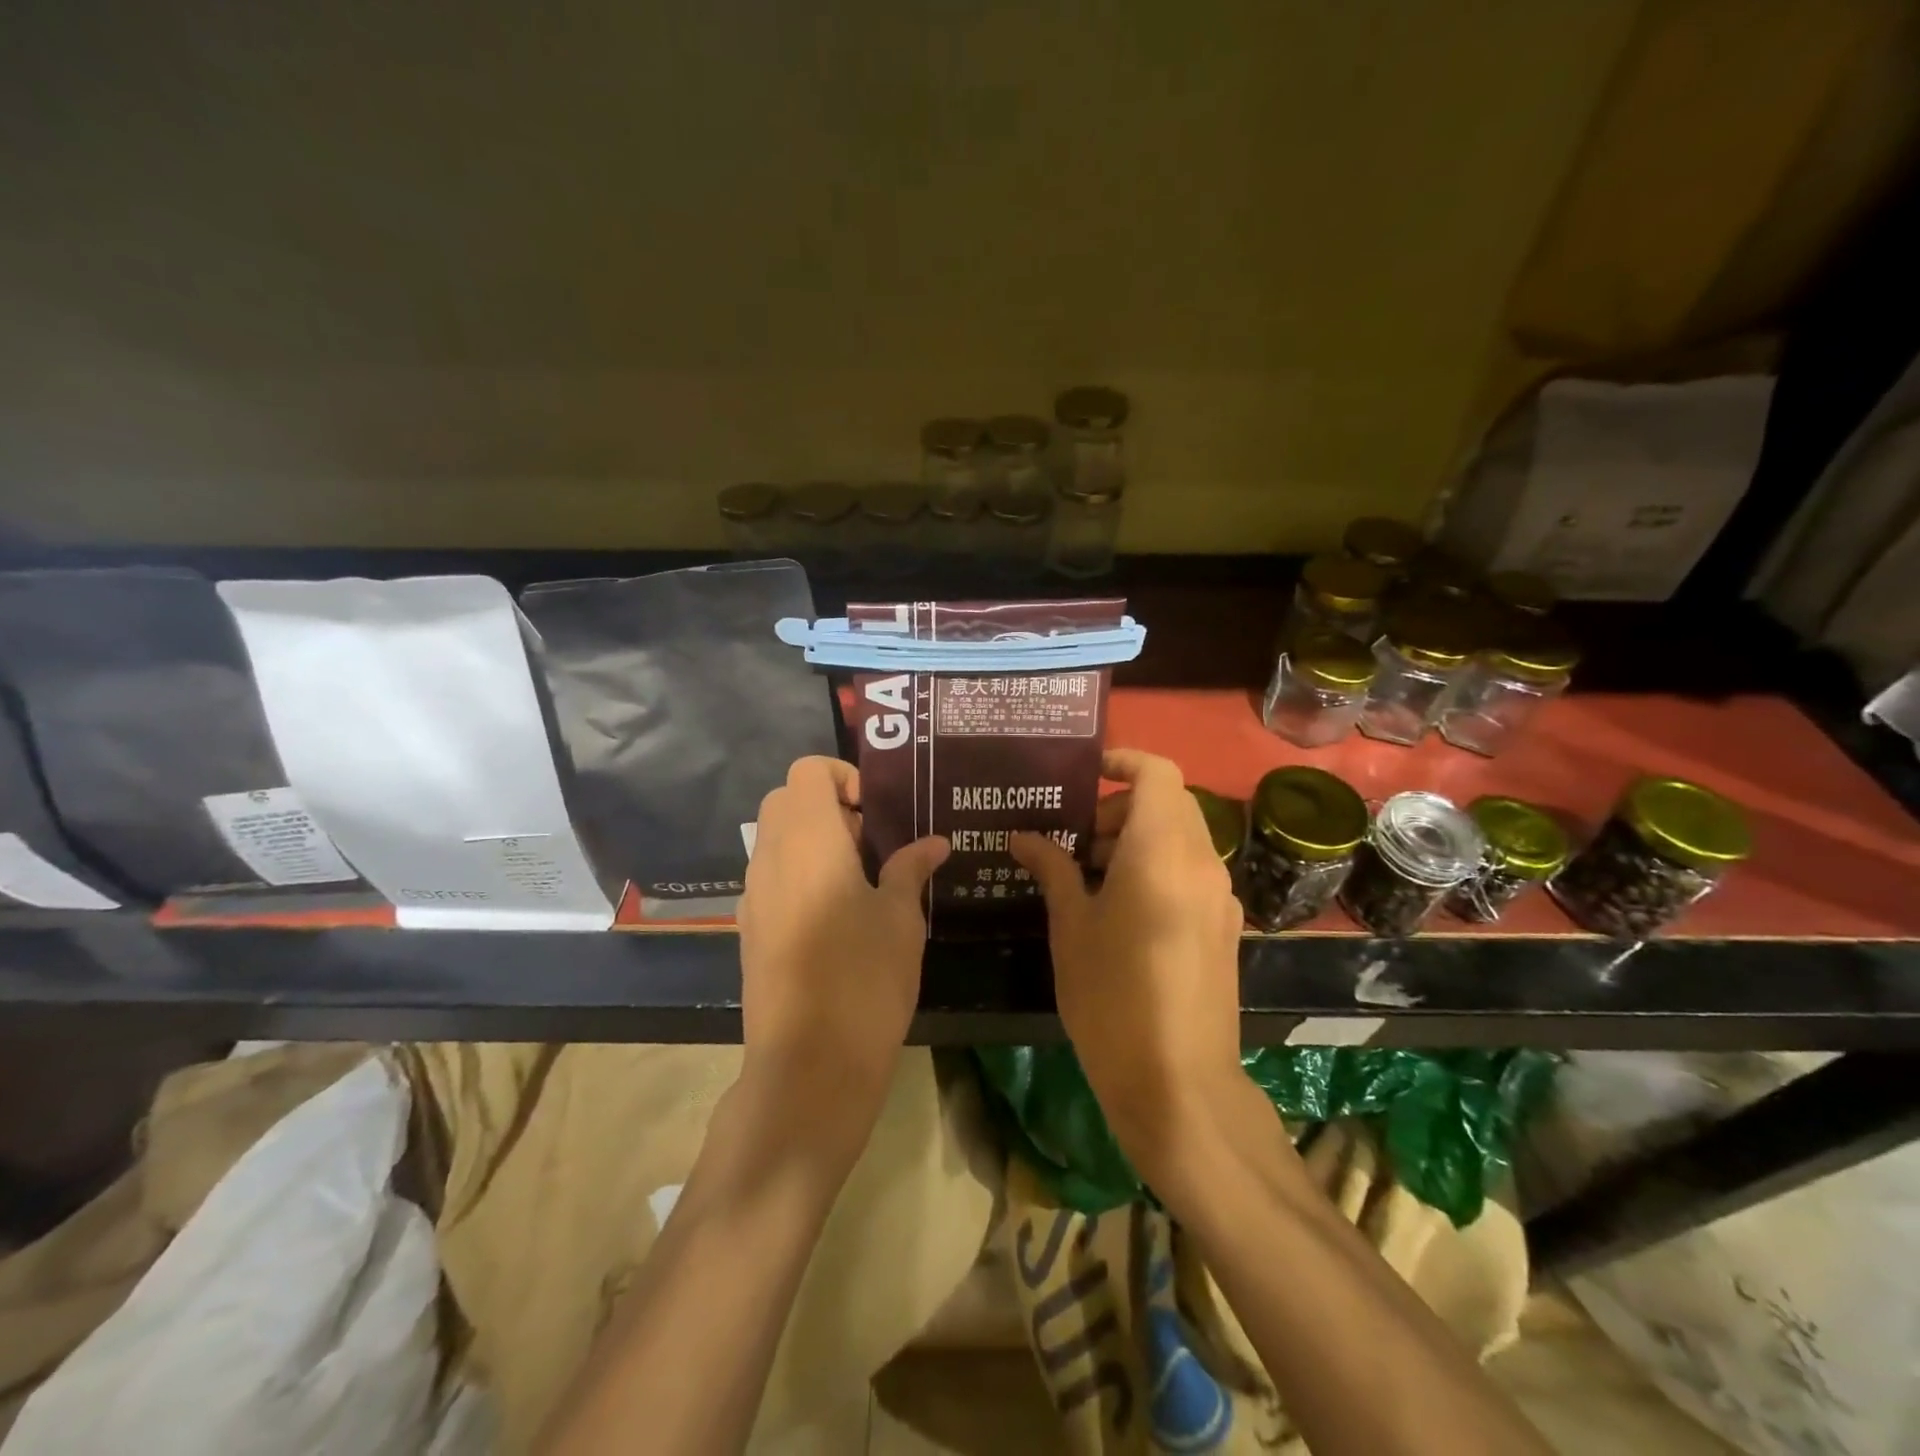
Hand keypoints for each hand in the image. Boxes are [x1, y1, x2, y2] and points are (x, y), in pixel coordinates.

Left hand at [737, 756, 948, 1158]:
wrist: (809, 1064)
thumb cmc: (863, 978)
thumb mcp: (899, 918)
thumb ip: (910, 869)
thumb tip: (934, 842)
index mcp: (808, 840)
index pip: (807, 771)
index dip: (842, 775)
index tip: (874, 810)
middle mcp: (771, 857)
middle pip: (786, 800)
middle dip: (827, 805)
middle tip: (871, 842)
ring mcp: (753, 895)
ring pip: (775, 839)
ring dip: (813, 840)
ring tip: (859, 879)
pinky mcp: (750, 929)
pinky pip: (771, 877)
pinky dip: (799, 873)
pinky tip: (835, 915)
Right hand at [1010, 749, 1246, 1180]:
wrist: (1178, 1084)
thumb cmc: (1112, 997)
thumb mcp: (1071, 927)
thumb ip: (1053, 869)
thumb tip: (1023, 836)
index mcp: (1162, 850)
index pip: (1157, 773)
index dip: (1122, 761)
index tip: (1084, 775)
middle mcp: (1201, 861)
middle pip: (1167, 803)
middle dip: (1119, 808)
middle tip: (1074, 840)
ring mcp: (1220, 896)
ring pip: (1180, 838)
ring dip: (1136, 839)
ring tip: (1088, 877)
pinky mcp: (1224, 926)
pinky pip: (1190, 872)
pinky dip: (1157, 867)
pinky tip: (1121, 910)